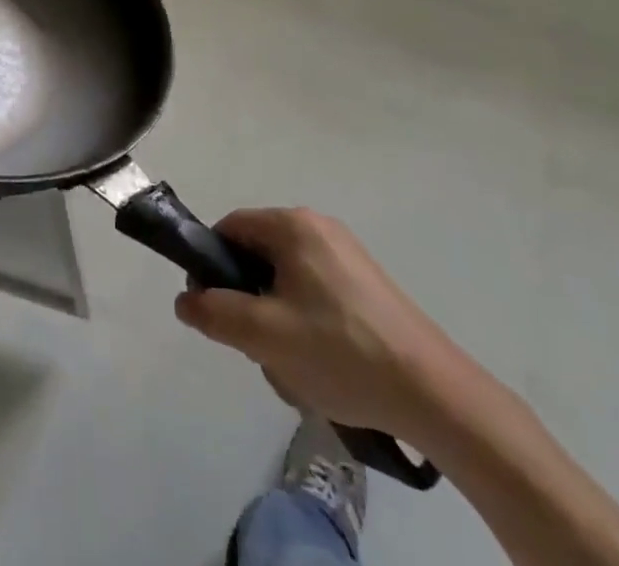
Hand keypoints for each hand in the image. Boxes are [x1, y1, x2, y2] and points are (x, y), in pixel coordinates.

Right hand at [173, 208, 468, 443]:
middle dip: (250, 303)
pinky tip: (324, 368)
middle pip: (258, 258)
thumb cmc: (340, 351)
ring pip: (286, 283)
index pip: (230, 229)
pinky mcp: (367, 286)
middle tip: (261, 346)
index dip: (212, 267)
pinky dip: (308, 327)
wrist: (433, 393)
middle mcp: (318, 228)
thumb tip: (185, 300)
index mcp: (293, 225)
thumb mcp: (264, 336)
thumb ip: (214, 313)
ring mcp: (347, 256)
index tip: (215, 310)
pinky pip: (315, 296)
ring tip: (297, 366)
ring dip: (279, 323)